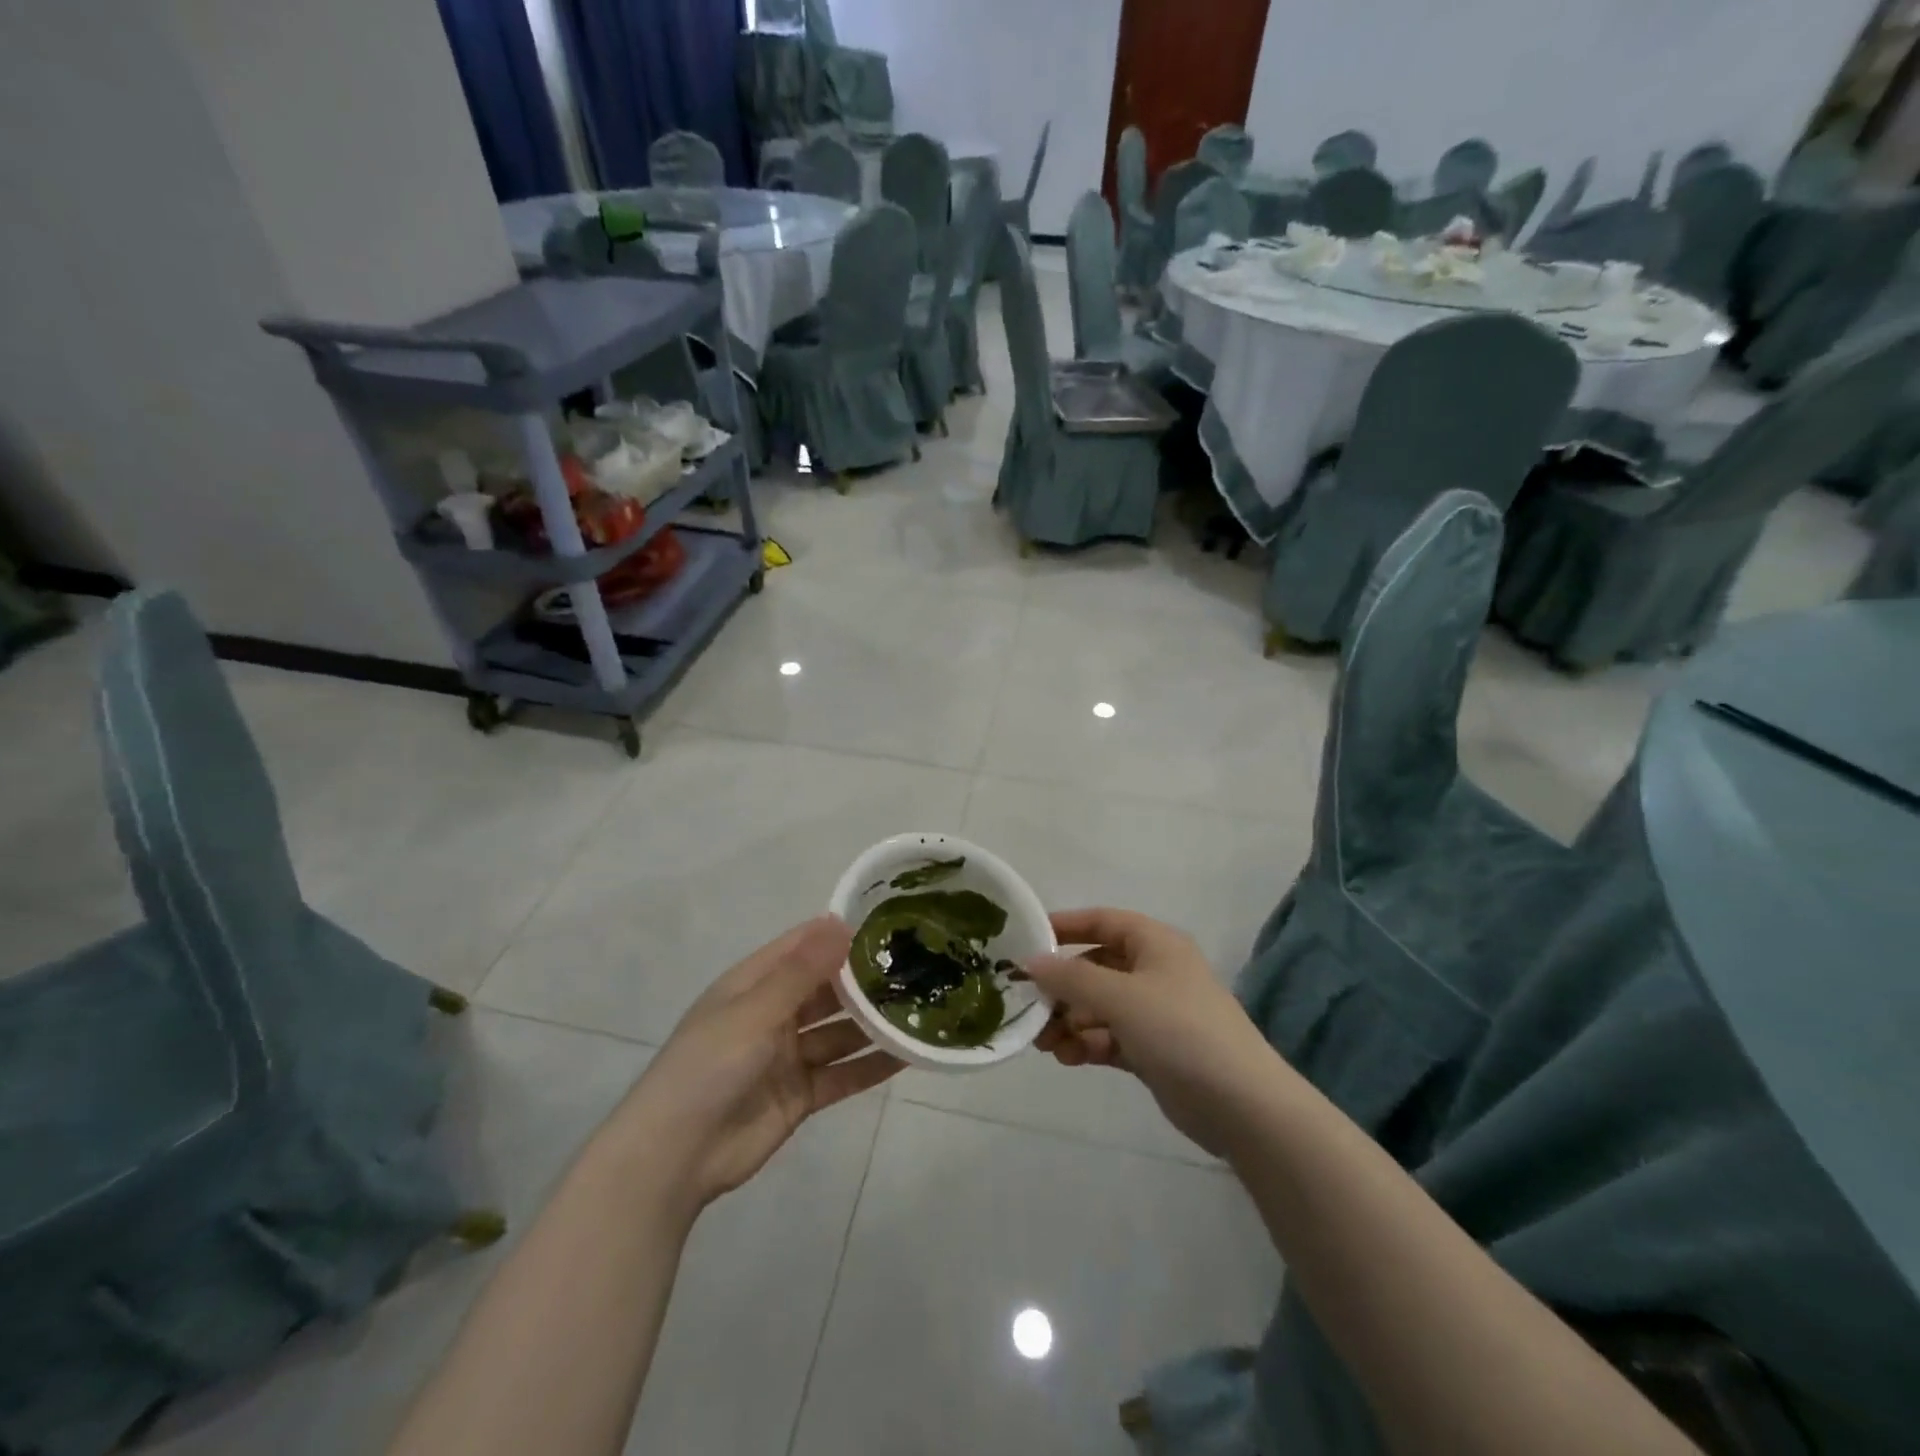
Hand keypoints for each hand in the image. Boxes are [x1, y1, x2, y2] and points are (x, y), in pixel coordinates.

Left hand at [620, 917, 902, 1211]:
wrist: (675, 1156)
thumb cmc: (709, 1066)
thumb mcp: (755, 1010)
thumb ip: (802, 971)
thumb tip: (841, 922)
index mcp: (753, 985)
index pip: (802, 947)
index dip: (838, 934)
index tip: (886, 922)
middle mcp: (773, 1014)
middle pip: (826, 990)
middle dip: (864, 980)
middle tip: (917, 967)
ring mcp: (787, 1057)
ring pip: (840, 1032)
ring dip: (873, 1023)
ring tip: (922, 1008)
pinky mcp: (800, 1096)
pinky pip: (842, 1074)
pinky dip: (871, 1066)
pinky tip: (908, 1056)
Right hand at [1027, 908, 1282, 1156]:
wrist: (1243, 1105)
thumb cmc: (1180, 1031)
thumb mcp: (1120, 997)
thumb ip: (1071, 978)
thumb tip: (1030, 962)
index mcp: (1155, 943)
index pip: (1101, 921)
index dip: (1064, 927)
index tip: (1025, 942)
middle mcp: (1155, 971)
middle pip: (1095, 967)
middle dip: (1061, 987)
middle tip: (1028, 1007)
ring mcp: (1156, 1012)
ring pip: (1099, 1006)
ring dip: (1070, 1020)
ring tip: (1044, 1044)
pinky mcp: (1154, 1050)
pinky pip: (1110, 1037)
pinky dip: (1087, 1044)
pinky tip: (1068, 1058)